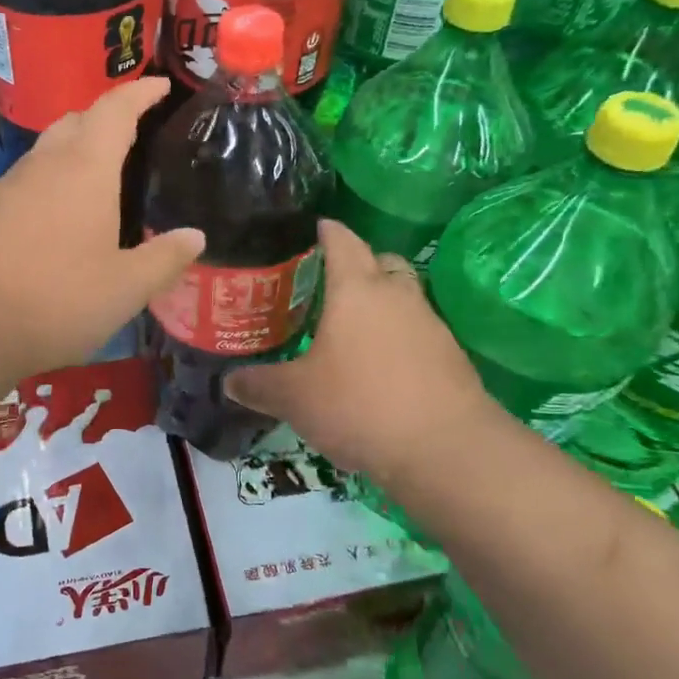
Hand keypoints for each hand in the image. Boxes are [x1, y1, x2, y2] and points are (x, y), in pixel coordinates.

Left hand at [0, 78, 203, 379]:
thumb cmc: (56, 299)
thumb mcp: (125, 288)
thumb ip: (164, 259)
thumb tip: (195, 236)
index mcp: (85, 169)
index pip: (115, 110)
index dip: (140, 93)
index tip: (160, 85)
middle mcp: (43, 165)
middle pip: (75, 122)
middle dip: (104, 119)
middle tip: (132, 137)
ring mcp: (5, 187)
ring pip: (45, 153)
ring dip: (73, 153)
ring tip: (98, 182)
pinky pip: (24, 183)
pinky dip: (48, 185)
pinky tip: (56, 222)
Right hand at [226, 220, 499, 480]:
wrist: (446, 448)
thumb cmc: (360, 404)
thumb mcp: (295, 398)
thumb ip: (258, 385)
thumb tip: (228, 382)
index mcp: (356, 289)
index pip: (341, 240)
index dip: (324, 231)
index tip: (310, 230)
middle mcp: (396, 295)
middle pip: (379, 261)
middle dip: (356, 265)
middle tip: (325, 286)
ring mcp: (430, 323)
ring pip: (402, 297)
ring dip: (379, 304)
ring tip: (349, 331)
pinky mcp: (450, 356)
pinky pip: (417, 331)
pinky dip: (397, 338)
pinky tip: (378, 368)